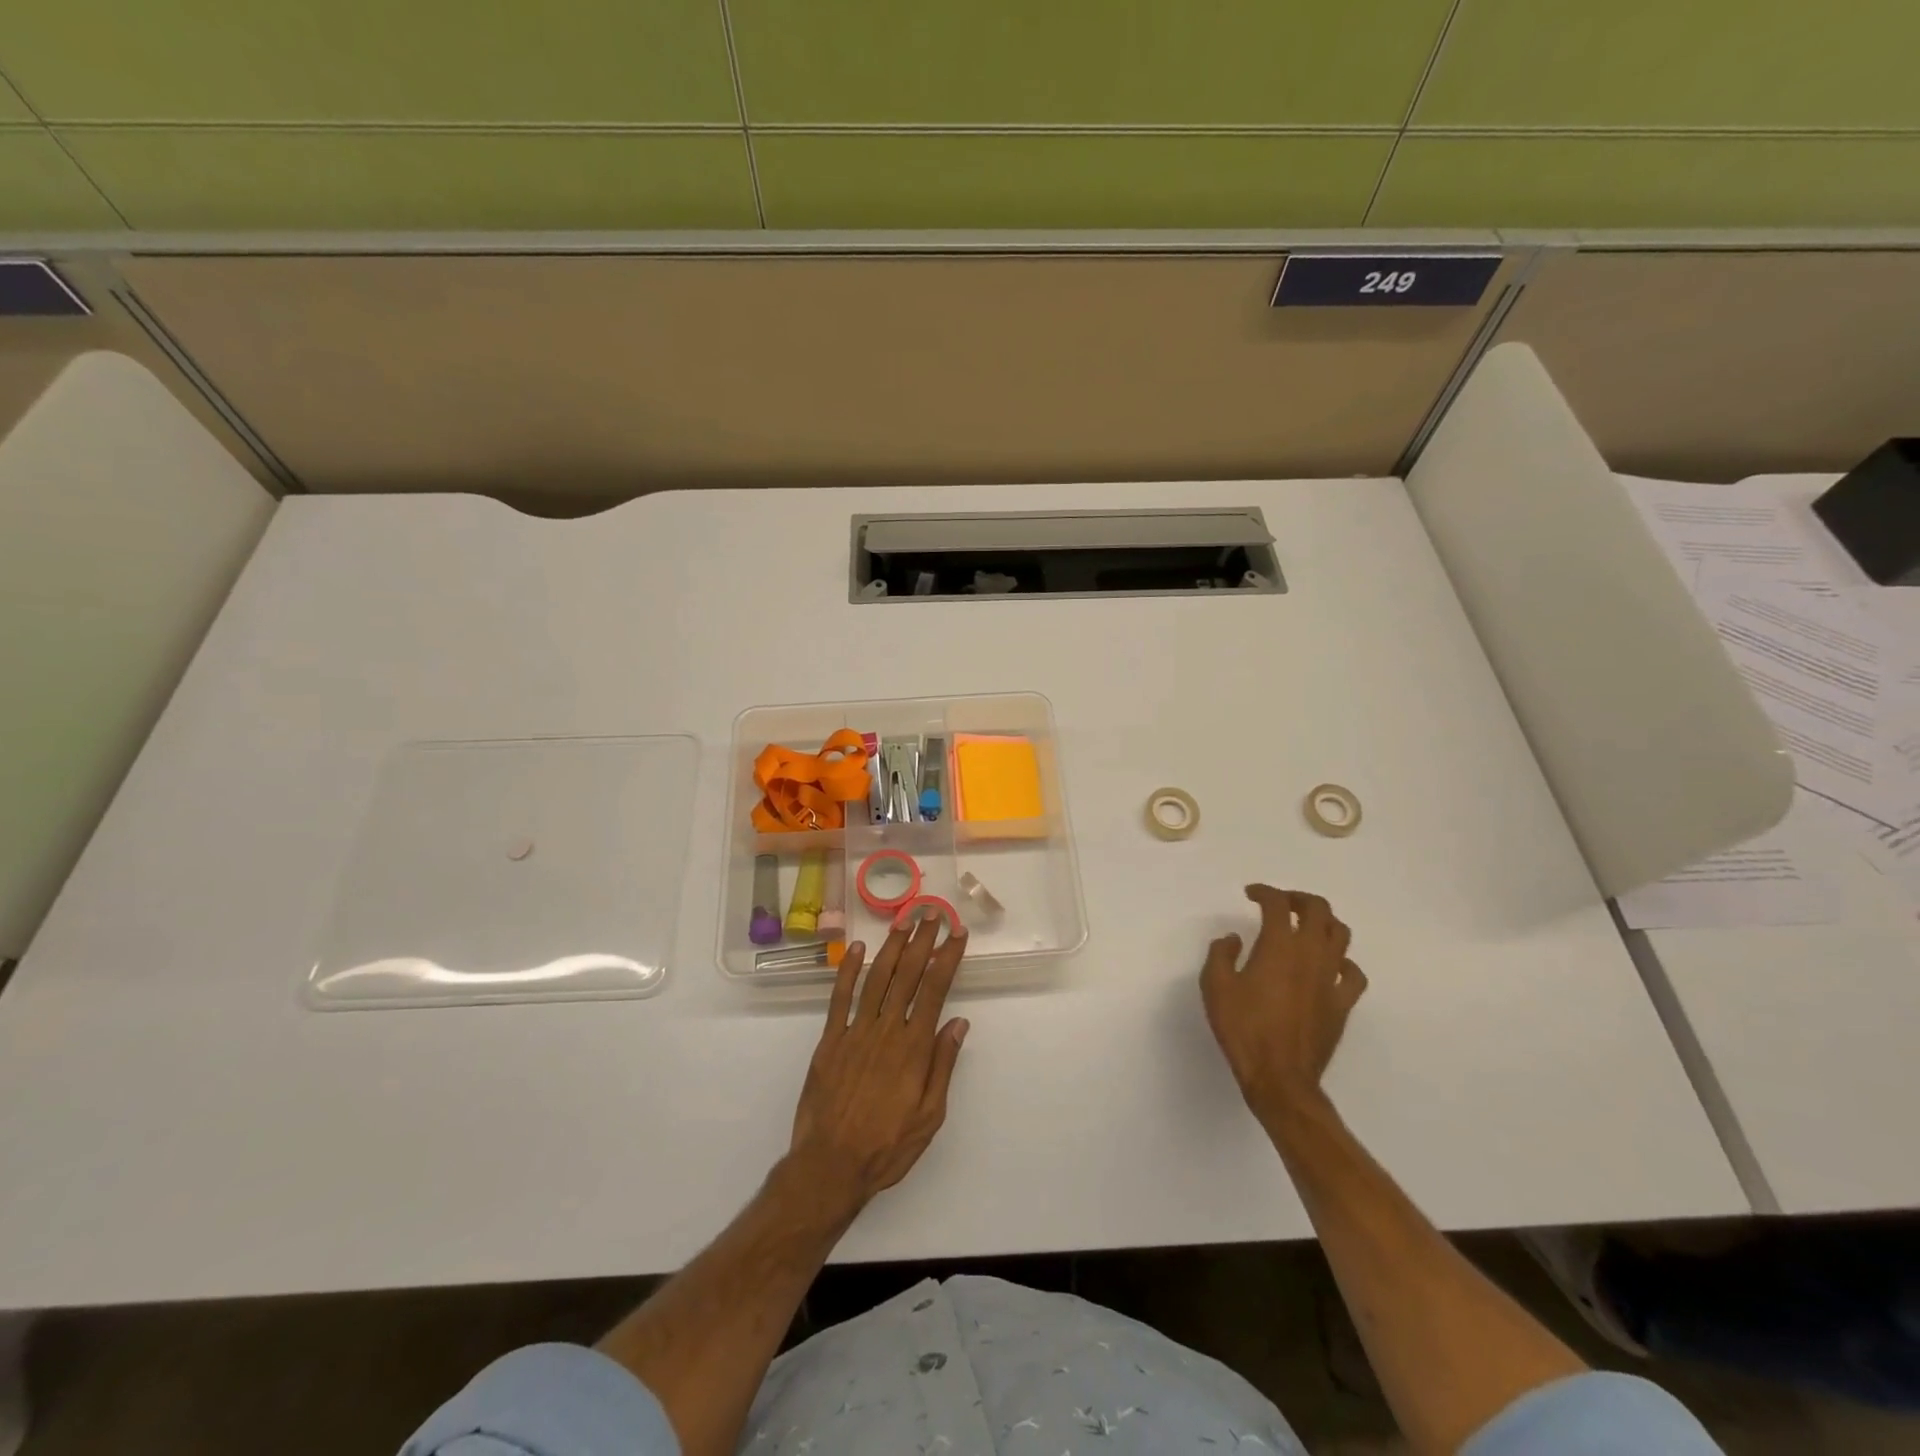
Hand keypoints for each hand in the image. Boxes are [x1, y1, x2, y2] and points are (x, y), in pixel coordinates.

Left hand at [788, 917, 969, 1217]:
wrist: (830, 1166)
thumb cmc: (887, 1147)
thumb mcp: (930, 1116)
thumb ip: (943, 1065)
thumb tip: (958, 1022)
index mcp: (913, 1048)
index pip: (934, 990)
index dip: (947, 958)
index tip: (956, 933)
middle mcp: (886, 1031)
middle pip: (907, 975)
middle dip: (922, 942)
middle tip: (933, 914)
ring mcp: (855, 1032)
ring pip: (876, 979)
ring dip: (891, 947)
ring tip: (904, 922)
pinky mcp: (830, 1040)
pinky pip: (840, 998)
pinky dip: (849, 970)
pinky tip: (858, 949)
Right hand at [1201, 885, 1366, 1120]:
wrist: (1280, 1077)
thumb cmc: (1243, 1029)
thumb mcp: (1216, 987)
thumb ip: (1221, 955)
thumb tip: (1234, 939)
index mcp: (1279, 947)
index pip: (1277, 904)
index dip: (1264, 892)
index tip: (1250, 894)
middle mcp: (1311, 955)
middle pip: (1318, 910)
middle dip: (1298, 898)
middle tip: (1280, 903)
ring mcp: (1331, 979)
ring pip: (1341, 935)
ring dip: (1324, 922)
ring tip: (1306, 926)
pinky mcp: (1342, 1004)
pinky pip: (1353, 973)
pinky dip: (1343, 961)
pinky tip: (1330, 965)